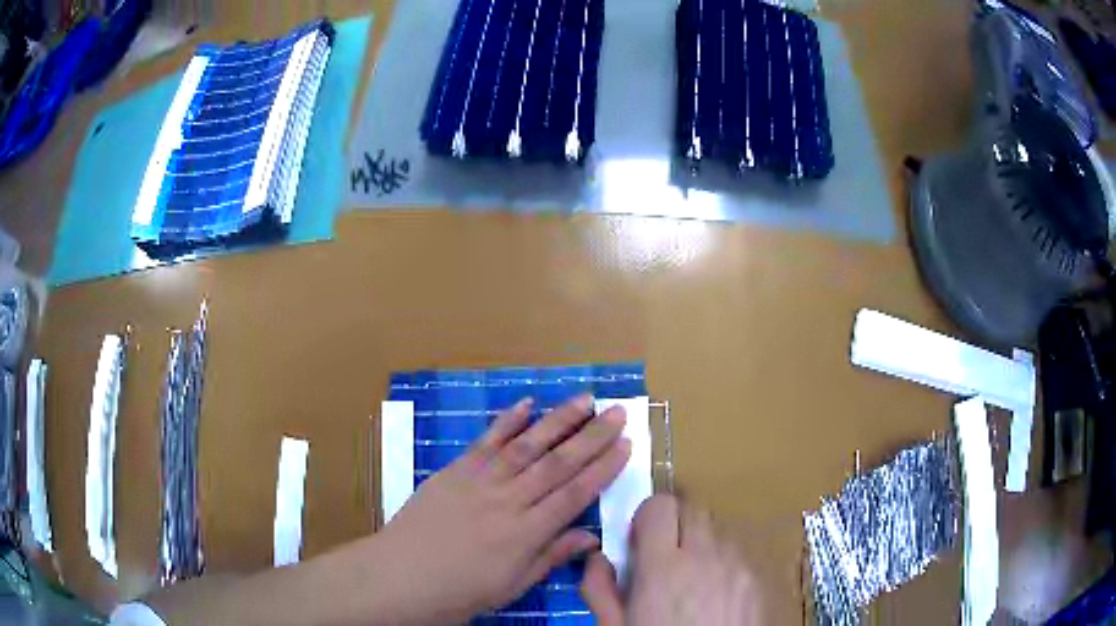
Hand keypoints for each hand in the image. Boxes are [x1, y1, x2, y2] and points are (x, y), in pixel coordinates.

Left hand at [379, 395, 630, 624]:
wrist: (400, 576)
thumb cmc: (460, 591)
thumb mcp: (512, 586)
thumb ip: (551, 556)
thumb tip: (591, 536)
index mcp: (526, 533)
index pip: (575, 494)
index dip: (604, 469)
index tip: (626, 445)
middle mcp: (508, 500)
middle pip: (558, 464)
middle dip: (592, 437)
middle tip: (618, 412)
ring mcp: (479, 480)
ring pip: (527, 445)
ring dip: (558, 420)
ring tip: (586, 400)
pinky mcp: (455, 470)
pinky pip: (486, 441)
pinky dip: (507, 421)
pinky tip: (527, 404)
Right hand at [581, 494, 760, 625]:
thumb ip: (599, 588)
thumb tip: (597, 557)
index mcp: (663, 568)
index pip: (660, 506)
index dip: (646, 517)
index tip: (638, 540)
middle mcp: (706, 556)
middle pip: (692, 509)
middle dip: (674, 524)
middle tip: (663, 557)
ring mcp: (738, 565)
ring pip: (717, 530)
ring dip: (699, 543)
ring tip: (690, 578)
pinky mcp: (757, 579)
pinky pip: (737, 553)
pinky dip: (722, 561)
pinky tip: (714, 593)